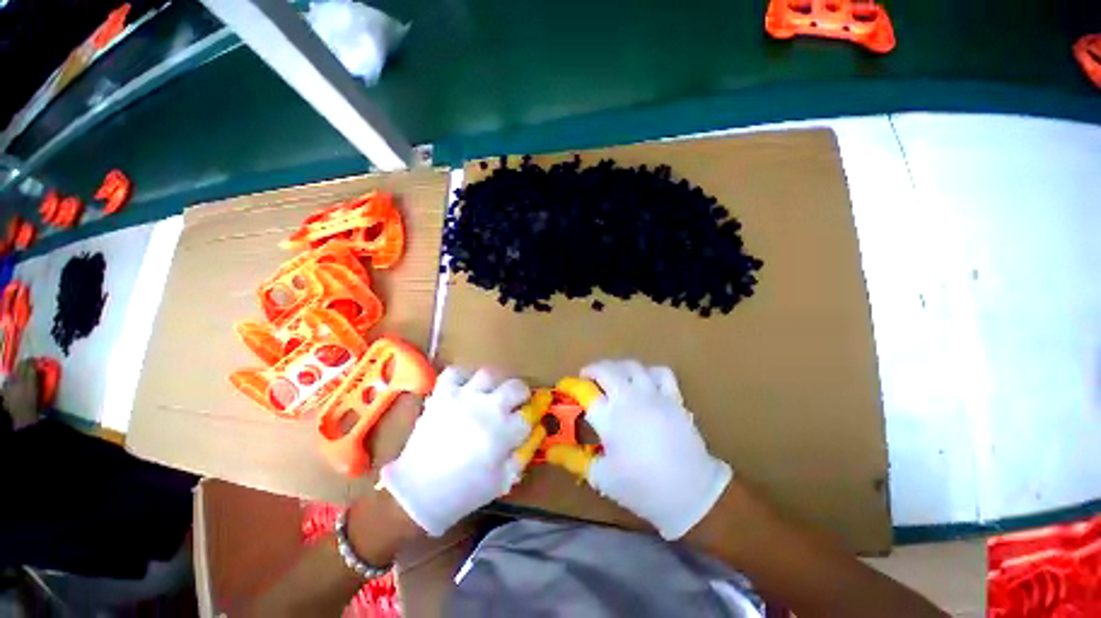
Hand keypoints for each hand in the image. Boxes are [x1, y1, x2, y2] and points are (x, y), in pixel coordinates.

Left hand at [378, 367, 530, 535]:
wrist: (418, 492)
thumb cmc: (465, 491)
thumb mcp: (503, 480)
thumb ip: (524, 453)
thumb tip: (537, 430)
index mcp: (503, 433)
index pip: (529, 414)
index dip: (533, 414)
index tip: (530, 417)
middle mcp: (487, 409)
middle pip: (516, 386)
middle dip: (521, 393)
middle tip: (515, 401)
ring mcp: (463, 398)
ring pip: (489, 374)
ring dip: (494, 383)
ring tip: (490, 393)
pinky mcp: (442, 395)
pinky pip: (455, 372)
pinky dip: (462, 377)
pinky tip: (465, 387)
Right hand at [581, 359, 731, 539]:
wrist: (692, 493)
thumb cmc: (642, 487)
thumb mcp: (602, 478)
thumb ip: (575, 460)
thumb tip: (553, 451)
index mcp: (609, 417)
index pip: (584, 391)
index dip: (571, 385)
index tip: (565, 385)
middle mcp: (629, 398)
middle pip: (606, 369)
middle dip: (592, 369)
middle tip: (588, 378)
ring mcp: (653, 394)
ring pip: (631, 366)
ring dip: (617, 367)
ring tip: (613, 377)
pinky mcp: (673, 397)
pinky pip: (660, 372)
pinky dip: (649, 372)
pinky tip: (645, 381)